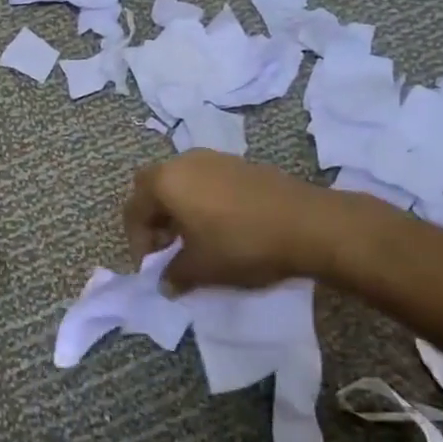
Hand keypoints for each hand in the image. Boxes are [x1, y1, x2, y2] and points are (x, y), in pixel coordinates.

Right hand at [123, 151, 324, 290]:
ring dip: (179, 209)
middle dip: (154, 217)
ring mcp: (215, 159)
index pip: (134, 209)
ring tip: (195, 239)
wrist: (308, 224)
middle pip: (154, 187)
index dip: (137, 241)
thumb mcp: (202, 268)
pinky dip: (203, 201)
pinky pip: (207, 181)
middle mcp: (184, 162)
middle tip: (168, 247)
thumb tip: (164, 283)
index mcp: (166, 182)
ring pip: (182, 181)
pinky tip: (222, 227)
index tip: (152, 267)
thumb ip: (175, 275)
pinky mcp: (241, 164)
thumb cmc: (242, 244)